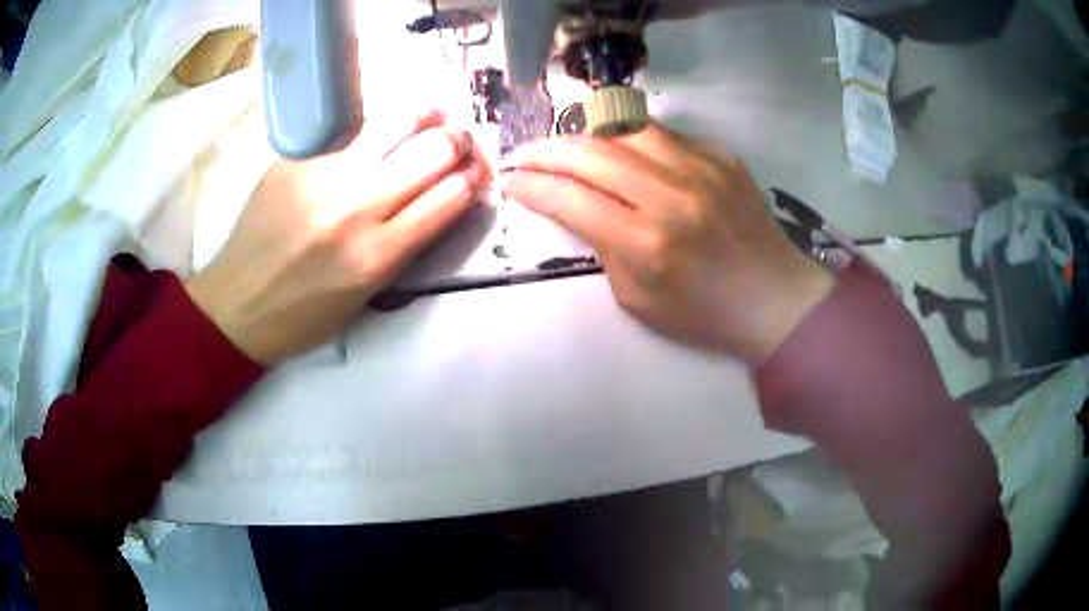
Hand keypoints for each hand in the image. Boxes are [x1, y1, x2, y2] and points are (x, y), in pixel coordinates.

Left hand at [185, 111, 489, 364]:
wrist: (237, 305)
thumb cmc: (304, 315)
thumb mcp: (367, 296)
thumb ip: (406, 243)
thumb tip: (440, 196)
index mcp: (378, 256)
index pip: (451, 196)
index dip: (474, 178)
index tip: (477, 173)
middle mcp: (355, 208)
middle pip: (433, 151)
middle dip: (459, 142)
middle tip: (458, 143)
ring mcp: (322, 176)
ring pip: (397, 123)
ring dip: (426, 119)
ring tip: (430, 121)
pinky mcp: (295, 159)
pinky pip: (352, 129)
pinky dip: (378, 128)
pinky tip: (379, 133)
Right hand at [503, 123, 831, 364]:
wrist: (774, 297)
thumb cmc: (703, 312)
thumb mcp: (637, 299)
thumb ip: (603, 248)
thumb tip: (578, 207)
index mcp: (646, 243)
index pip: (569, 199)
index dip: (531, 187)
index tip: (512, 183)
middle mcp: (670, 195)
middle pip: (590, 153)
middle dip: (544, 150)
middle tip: (523, 155)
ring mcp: (700, 168)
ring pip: (624, 129)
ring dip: (585, 135)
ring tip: (568, 146)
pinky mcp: (720, 155)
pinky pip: (663, 134)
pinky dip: (631, 139)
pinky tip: (621, 151)